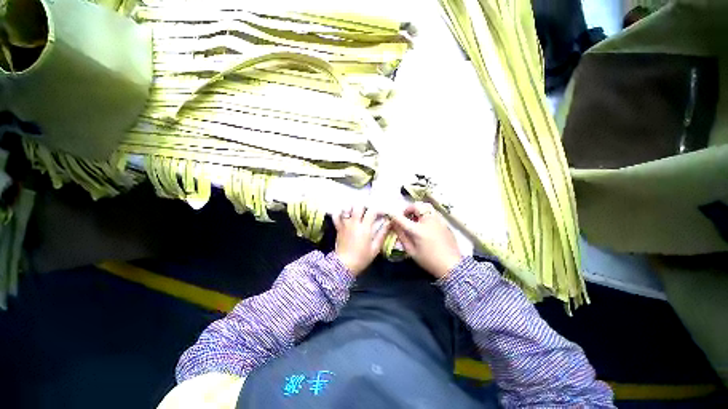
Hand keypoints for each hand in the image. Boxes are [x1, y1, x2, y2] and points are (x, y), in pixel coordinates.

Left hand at [333, 206, 389, 275]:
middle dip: (364, 206)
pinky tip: (345, 214)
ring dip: (353, 207)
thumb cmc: (362, 258)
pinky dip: (340, 213)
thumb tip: (388, 222)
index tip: (381, 212)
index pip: (372, 211)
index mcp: (365, 228)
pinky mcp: (338, 228)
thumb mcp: (375, 248)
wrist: (344, 265)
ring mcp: (345, 224)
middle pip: (358, 206)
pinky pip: (336, 216)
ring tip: (357, 210)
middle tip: (368, 210)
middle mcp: (354, 223)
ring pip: (347, 209)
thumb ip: (382, 234)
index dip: (377, 209)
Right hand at [390, 202, 462, 278]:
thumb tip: (394, 225)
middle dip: (408, 209)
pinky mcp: (444, 222)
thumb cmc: (429, 260)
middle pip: (416, 206)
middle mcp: (428, 220)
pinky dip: (426, 214)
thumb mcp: (411, 251)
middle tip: (406, 217)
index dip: (393, 215)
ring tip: (415, 219)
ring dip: (418, 210)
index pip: (401, 218)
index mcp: (418, 230)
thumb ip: (401, 236)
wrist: (452, 265)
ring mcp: (438, 220)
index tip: (390, 216)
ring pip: (426, 206)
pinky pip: (433, 212)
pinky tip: (426, 224)